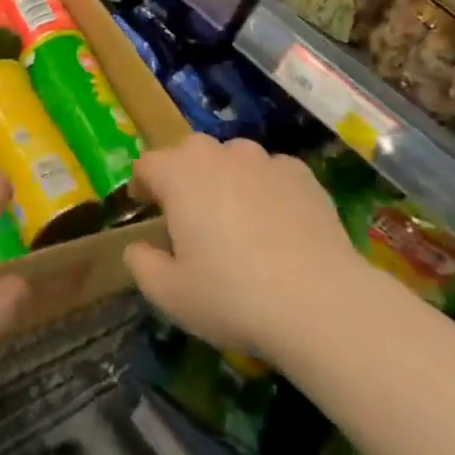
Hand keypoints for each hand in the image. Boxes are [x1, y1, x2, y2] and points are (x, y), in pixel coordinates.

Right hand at [124, 134, 363, 362]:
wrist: (319, 301)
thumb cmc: (232, 296)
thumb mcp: (171, 295)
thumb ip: (142, 265)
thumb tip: (136, 248)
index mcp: (179, 174)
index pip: (147, 164)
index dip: (142, 185)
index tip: (145, 208)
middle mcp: (218, 153)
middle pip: (190, 154)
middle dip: (185, 178)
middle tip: (192, 219)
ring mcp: (262, 159)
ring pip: (234, 159)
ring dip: (228, 180)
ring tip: (239, 221)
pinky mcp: (300, 173)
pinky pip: (272, 174)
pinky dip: (267, 191)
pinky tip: (279, 227)